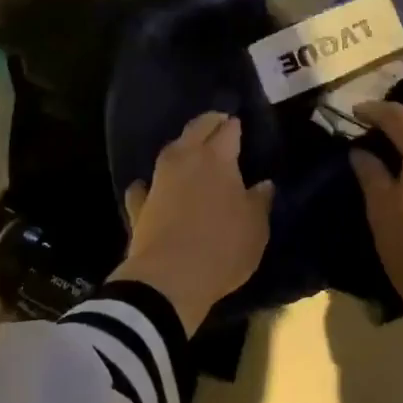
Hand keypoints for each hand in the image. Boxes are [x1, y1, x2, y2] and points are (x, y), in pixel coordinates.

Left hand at [110, 112, 274, 334]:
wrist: (167, 280)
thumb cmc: (221, 248)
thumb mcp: (255, 228)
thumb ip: (260, 201)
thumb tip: (264, 184)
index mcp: (217, 158)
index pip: (228, 129)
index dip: (235, 125)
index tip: (241, 126)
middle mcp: (185, 158)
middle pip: (197, 128)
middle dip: (209, 123)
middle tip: (219, 123)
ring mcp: (158, 180)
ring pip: (170, 150)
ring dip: (182, 148)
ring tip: (192, 153)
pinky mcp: (139, 205)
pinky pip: (145, 186)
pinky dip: (150, 185)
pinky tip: (152, 189)